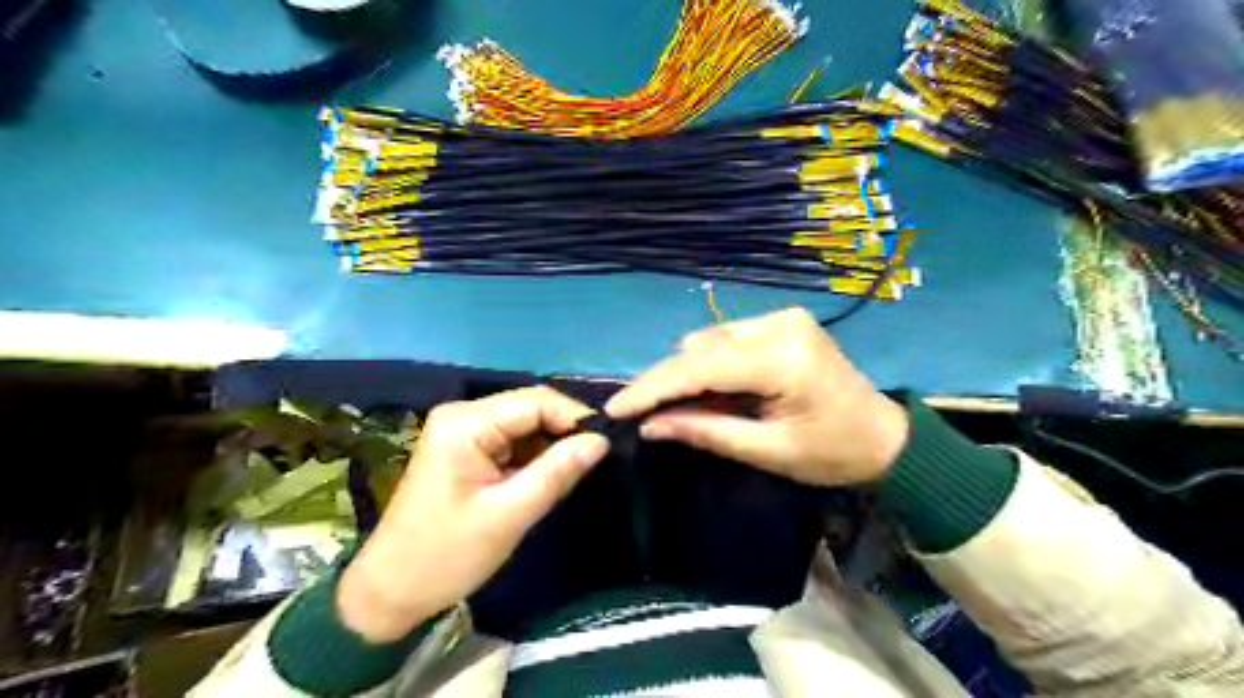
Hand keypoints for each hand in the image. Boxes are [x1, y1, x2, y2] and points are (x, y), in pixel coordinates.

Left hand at [338, 385, 611, 639]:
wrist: (391, 591)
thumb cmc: (445, 554)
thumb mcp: (508, 515)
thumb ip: (556, 473)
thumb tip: (600, 441)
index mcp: (465, 423)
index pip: (535, 401)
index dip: (574, 417)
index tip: (606, 445)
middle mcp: (463, 415)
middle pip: (530, 408)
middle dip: (564, 431)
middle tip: (596, 460)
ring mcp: (463, 430)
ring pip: (526, 425)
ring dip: (551, 445)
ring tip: (576, 471)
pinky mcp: (467, 449)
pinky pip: (514, 441)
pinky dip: (535, 456)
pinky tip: (549, 476)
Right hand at [609, 307, 910, 486]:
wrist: (887, 437)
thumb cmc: (834, 454)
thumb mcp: (768, 451)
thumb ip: (707, 431)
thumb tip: (651, 425)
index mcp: (782, 359)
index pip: (700, 367)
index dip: (652, 388)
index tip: (614, 408)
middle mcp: (779, 324)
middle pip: (699, 349)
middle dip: (664, 382)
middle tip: (636, 412)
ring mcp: (781, 318)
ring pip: (708, 341)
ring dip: (687, 373)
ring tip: (678, 408)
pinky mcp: (782, 321)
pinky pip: (726, 338)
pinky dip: (709, 364)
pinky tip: (709, 390)